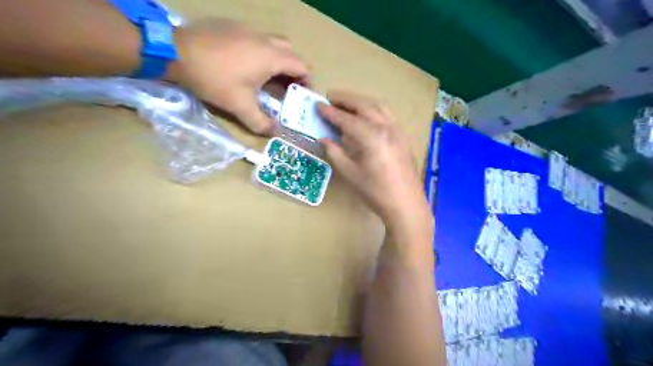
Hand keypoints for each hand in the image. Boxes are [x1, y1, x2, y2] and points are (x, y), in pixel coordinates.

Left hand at [169, 19, 309, 134]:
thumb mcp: (239, 106)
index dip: (307, 80)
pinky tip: (245, 65)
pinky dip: (259, 52)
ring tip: (267, 77)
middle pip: (290, 51)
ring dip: (276, 59)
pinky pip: (255, 38)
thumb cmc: (215, 79)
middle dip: (293, 69)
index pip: (301, 66)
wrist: (175, 51)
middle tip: (287, 86)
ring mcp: (248, 29)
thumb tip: (274, 134)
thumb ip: (260, 122)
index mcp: (271, 57)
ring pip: (273, 43)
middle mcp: (264, 40)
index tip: (303, 94)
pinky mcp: (232, 26)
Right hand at [318, 90, 431, 234]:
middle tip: (330, 97)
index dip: (330, 112)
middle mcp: (386, 127)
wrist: (405, 204)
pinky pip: (387, 115)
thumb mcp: (350, 174)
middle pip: (364, 106)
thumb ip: (335, 153)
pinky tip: (367, 116)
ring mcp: (397, 131)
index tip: (318, 105)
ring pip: (378, 106)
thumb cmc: (375, 192)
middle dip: (345, 100)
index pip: (347, 119)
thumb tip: (324, 139)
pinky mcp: (403, 137)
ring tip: (347, 103)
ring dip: (361, 102)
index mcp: (371, 137)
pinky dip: (374, 109)